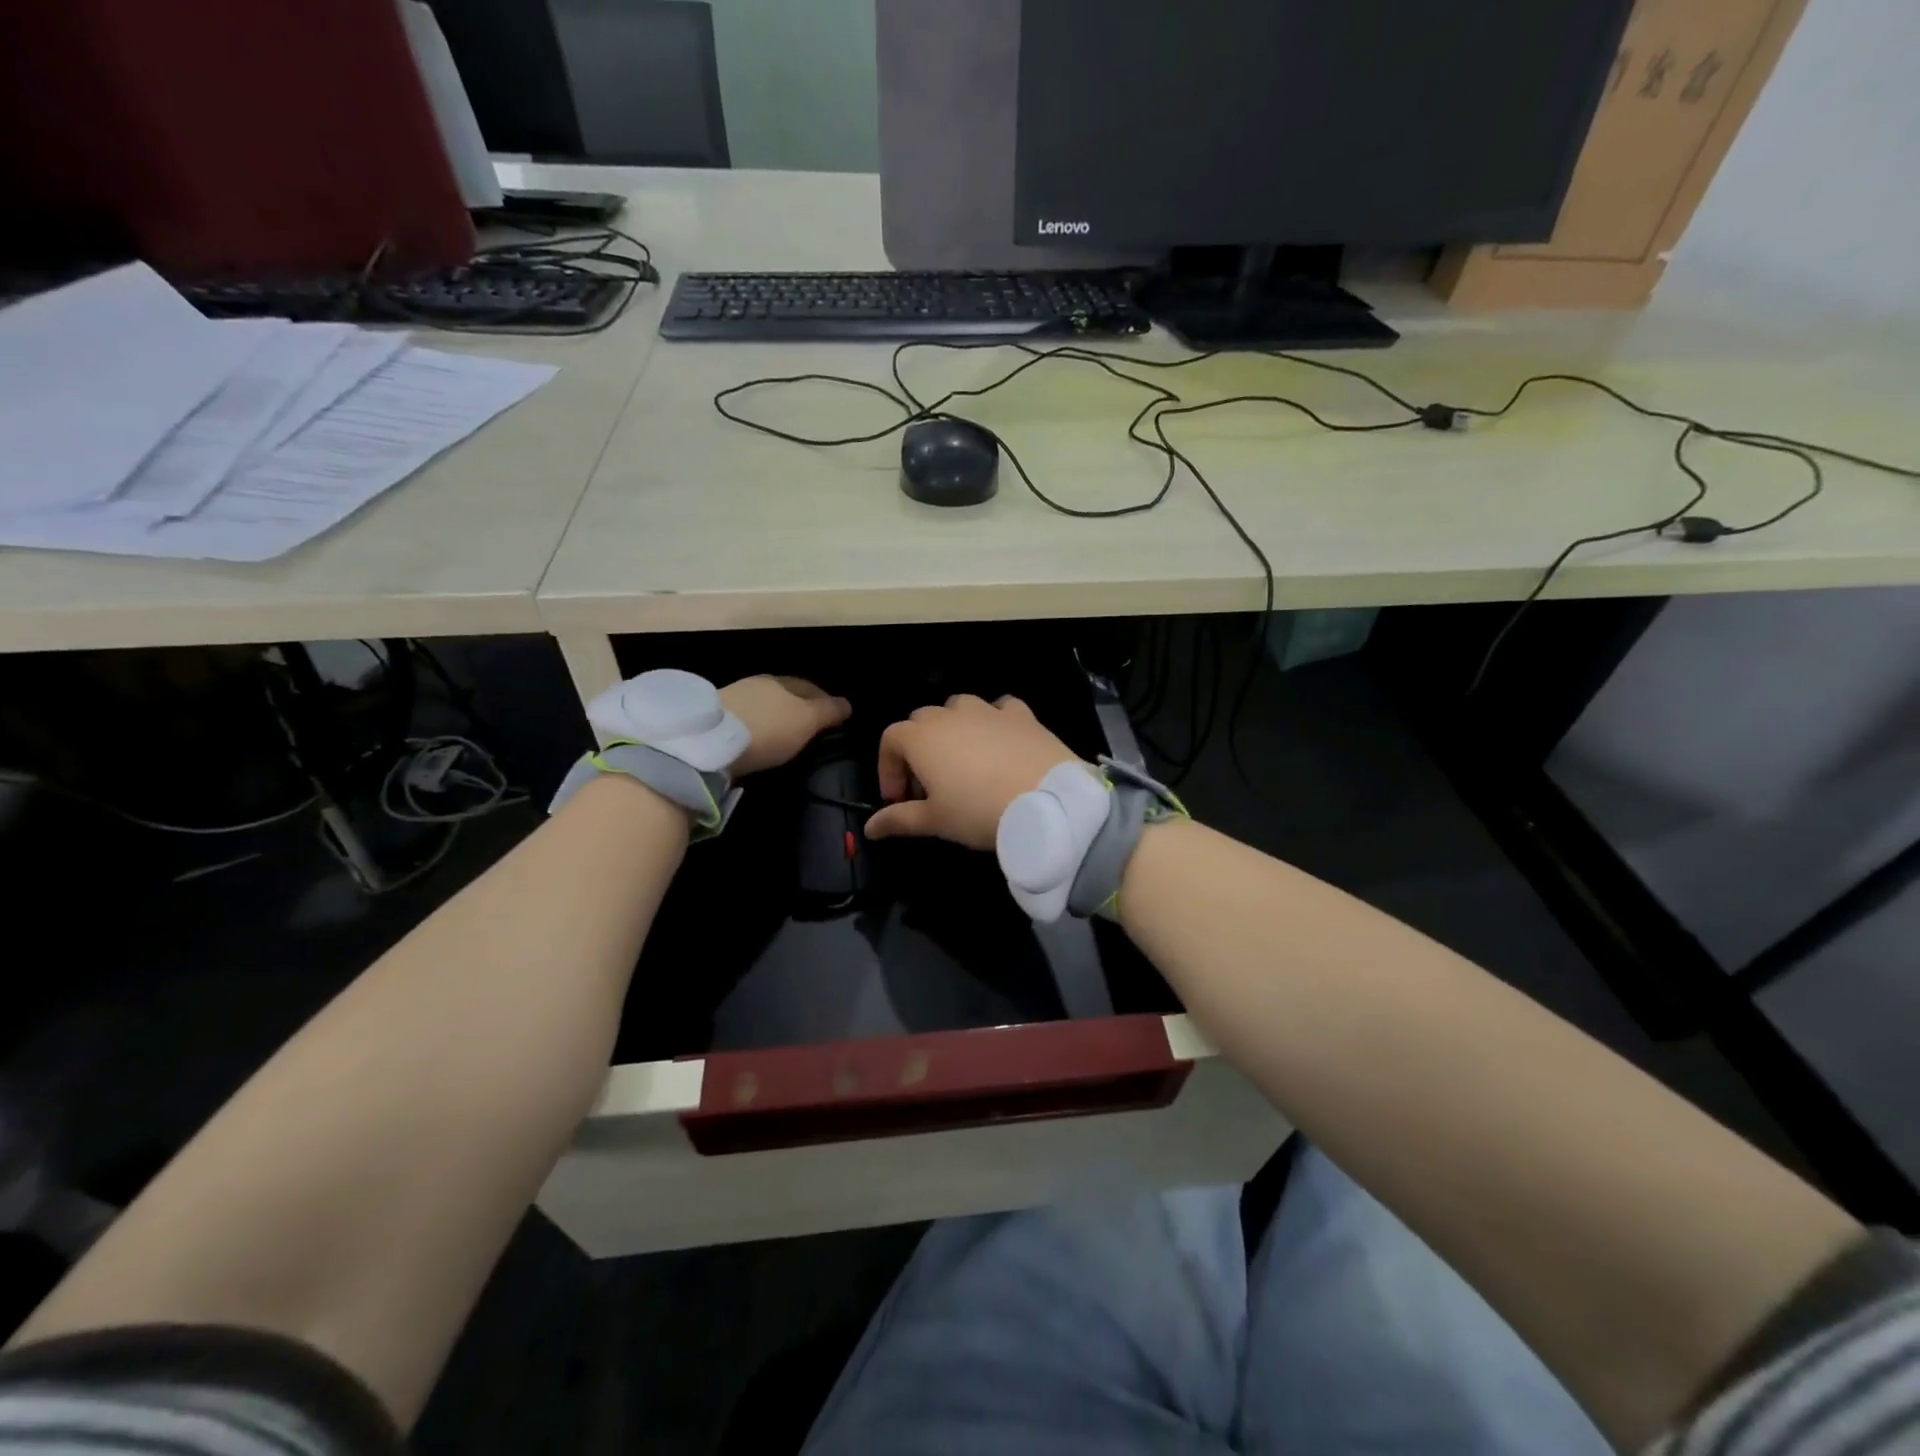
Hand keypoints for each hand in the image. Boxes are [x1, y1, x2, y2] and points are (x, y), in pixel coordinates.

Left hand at [719, 676, 851, 775]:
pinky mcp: (713, 721)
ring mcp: (733, 700)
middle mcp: (756, 684)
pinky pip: (744, 722)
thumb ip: (828, 712)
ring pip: (762, 707)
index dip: (824, 700)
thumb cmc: (768, 728)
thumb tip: (848, 704)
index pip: (809, 687)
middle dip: (797, 708)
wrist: (709, 742)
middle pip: (784, 695)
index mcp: (781, 681)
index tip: (833, 717)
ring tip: (783, 737)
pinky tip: (757, 742)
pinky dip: (755, 730)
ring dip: (774, 719)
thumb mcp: (807, 721)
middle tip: (809, 728)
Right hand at [867, 695, 1079, 849]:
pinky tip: (1000, 744)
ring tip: (963, 763)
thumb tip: (869, 828)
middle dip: (918, 750)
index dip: (888, 768)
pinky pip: (1000, 709)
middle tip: (929, 787)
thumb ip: (898, 820)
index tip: (899, 799)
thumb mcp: (934, 821)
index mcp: (921, 737)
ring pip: (958, 708)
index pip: (890, 740)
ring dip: (953, 730)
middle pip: (921, 721)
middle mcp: (950, 714)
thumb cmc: (977, 810)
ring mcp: (987, 710)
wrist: (1045, 800)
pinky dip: (993, 722)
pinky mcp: (1021, 714)